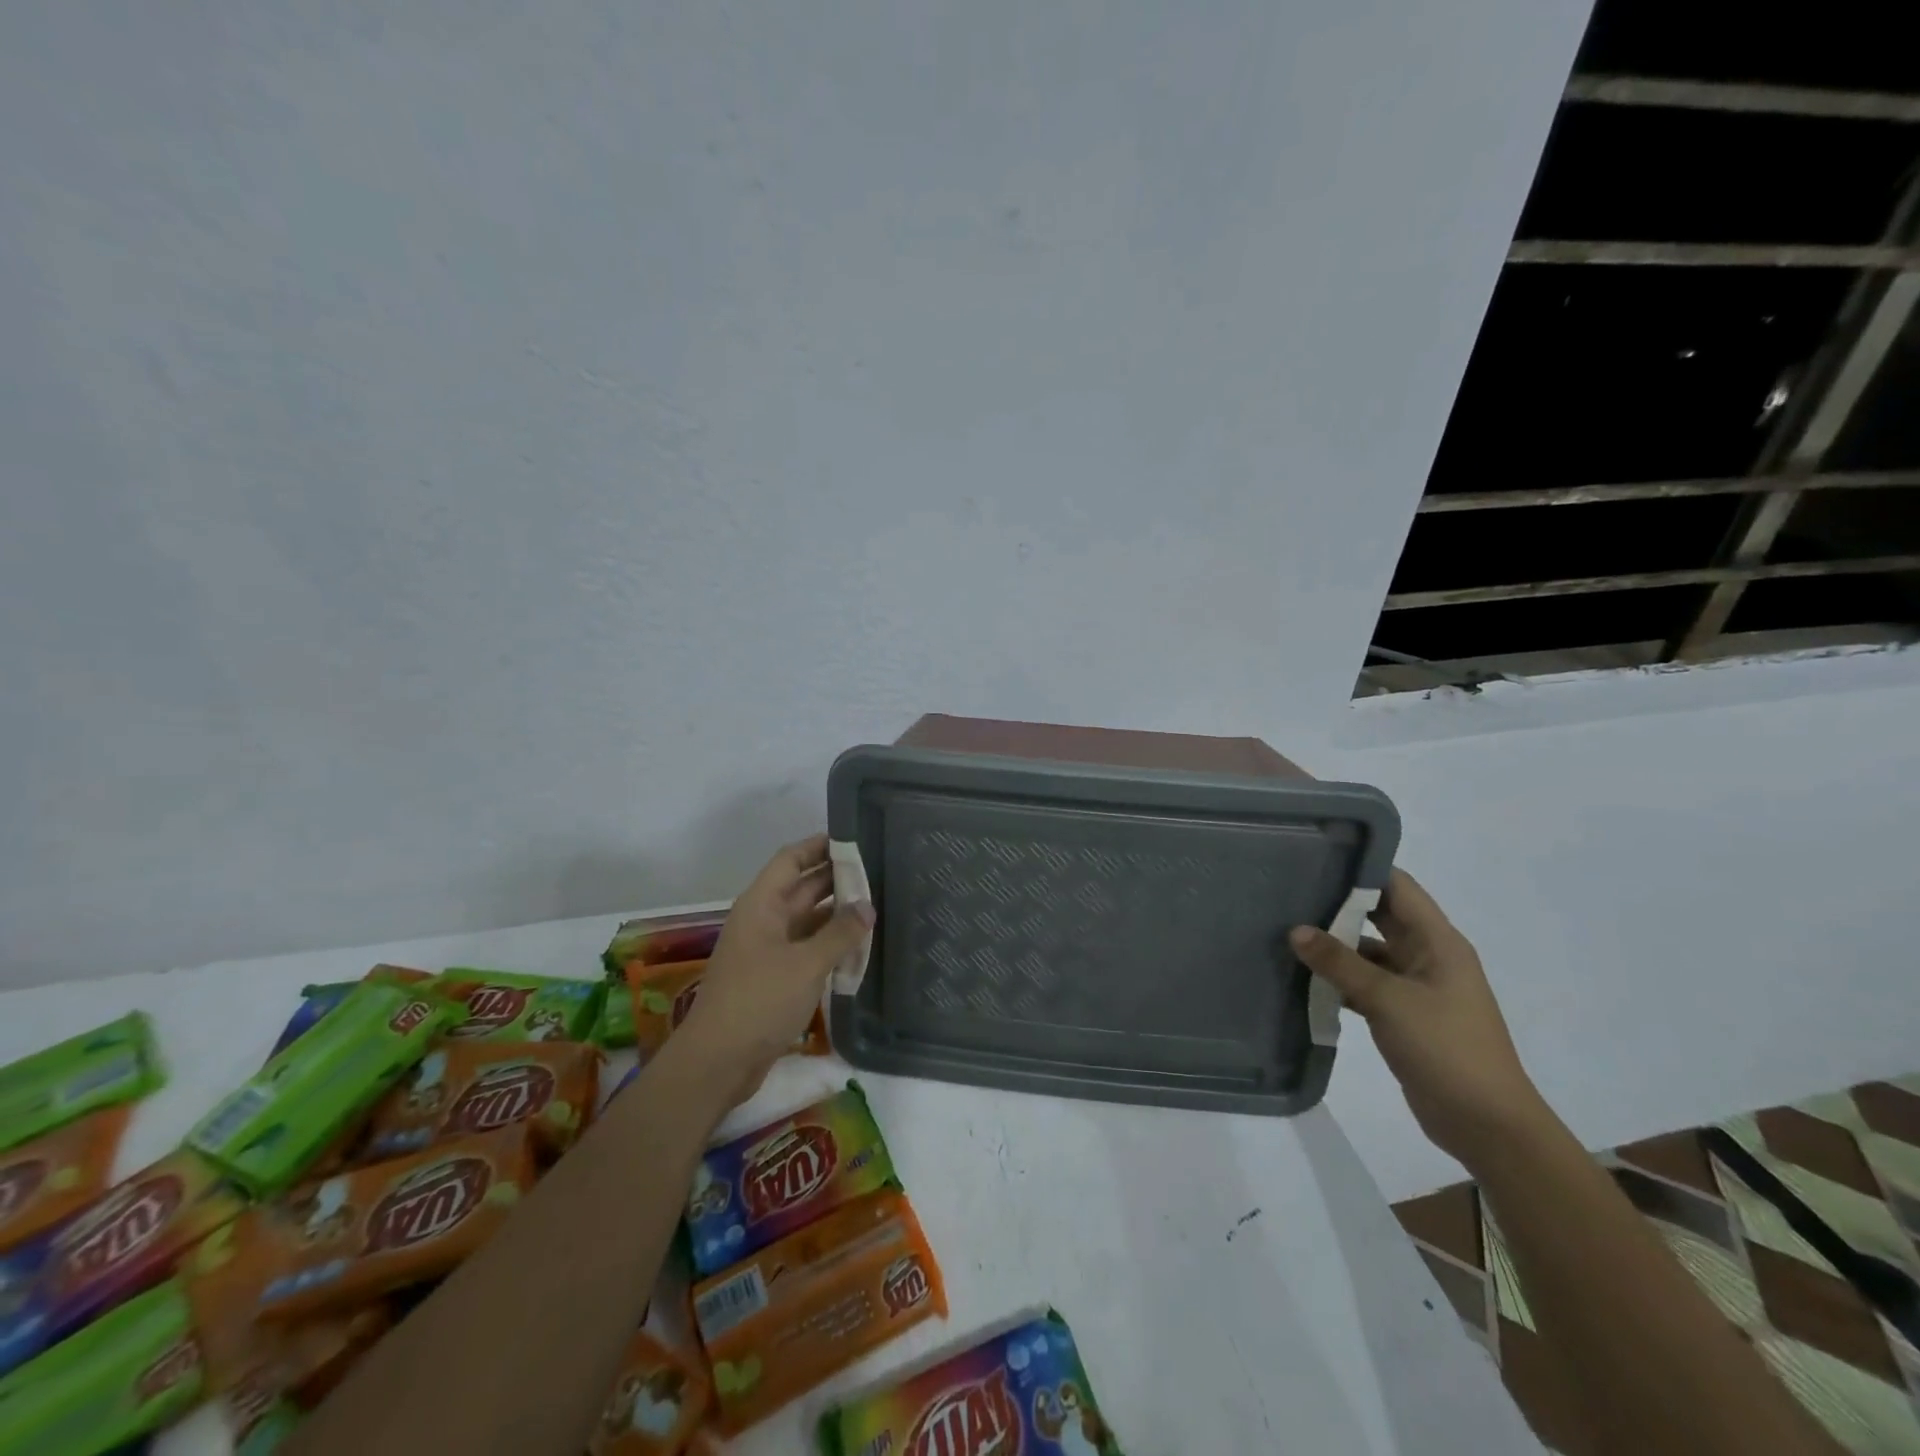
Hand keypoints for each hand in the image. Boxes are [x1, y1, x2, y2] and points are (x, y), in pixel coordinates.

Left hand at [676, 835, 872, 1105]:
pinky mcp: (775, 977)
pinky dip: (830, 944)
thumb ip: (840, 933)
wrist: (718, 1061)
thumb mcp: (806, 964)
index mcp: (762, 904)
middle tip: (879, 872)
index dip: (819, 845)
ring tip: (877, 905)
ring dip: (837, 914)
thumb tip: (867, 907)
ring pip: (807, 920)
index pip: (791, 859)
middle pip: (802, 888)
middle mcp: (763, 920)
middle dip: (837, 879)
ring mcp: (768, 950)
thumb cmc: (759, 1000)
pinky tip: (859, 946)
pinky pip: (806, 948)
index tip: (855, 839)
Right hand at [1290, 869, 1546, 1164]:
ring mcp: (1419, 988)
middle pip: (1382, 917)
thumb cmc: (1446, 1048)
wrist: (1487, 1124)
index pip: (1399, 887)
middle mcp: (1430, 957)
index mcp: (1439, 942)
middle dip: (1340, 905)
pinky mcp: (1406, 1015)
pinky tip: (1305, 977)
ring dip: (1336, 945)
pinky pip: (1368, 984)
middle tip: (1290, 891)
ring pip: (1371, 952)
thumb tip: (1296, 930)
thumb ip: (1340, 963)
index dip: (1362, 870)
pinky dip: (1341, 979)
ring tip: (1288, 931)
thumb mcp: (1388, 1000)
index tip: (1316, 858)